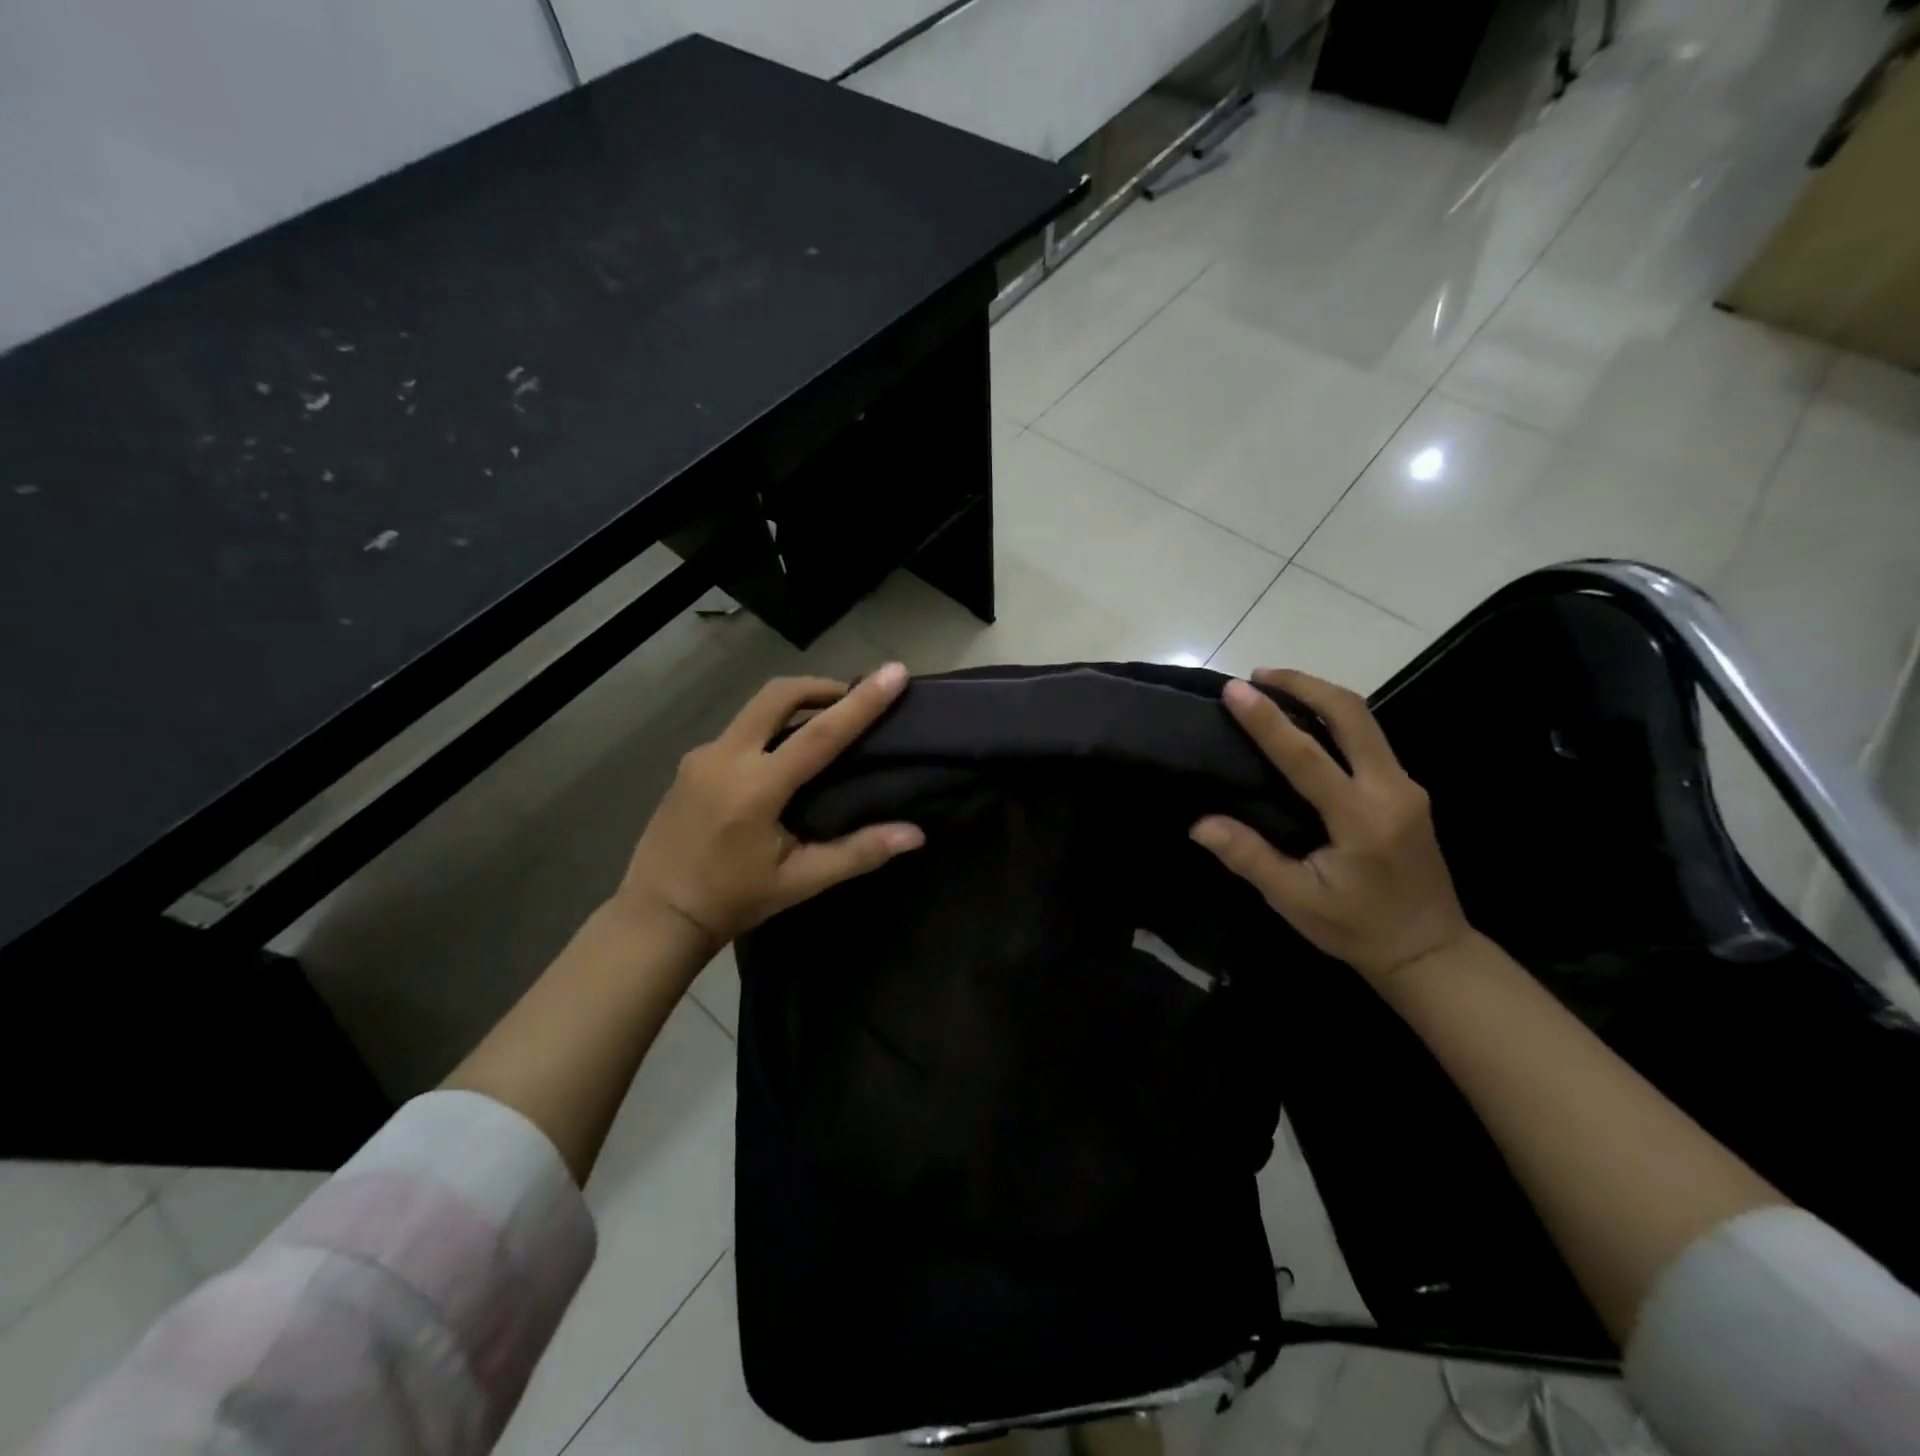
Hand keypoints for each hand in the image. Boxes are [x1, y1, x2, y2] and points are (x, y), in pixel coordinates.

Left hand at [617, 665, 923, 952]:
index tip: (894, 672)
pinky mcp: (690, 762)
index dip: (862, 701)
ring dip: (795, 705)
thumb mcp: (800, 882)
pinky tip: (782, 757)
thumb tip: (915, 834)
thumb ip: (858, 853)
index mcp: (756, 789)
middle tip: (853, 697)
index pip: (820, 733)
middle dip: (821, 686)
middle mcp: (725, 758)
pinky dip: (770, 728)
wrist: (657, 915)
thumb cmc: (733, 900)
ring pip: (755, 708)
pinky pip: (739, 730)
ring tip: (825, 724)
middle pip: (779, 695)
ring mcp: (701, 756)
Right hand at [1190, 669, 1472, 993]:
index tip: (1234, 690)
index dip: (1267, 720)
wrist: (1430, 950)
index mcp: (1361, 819)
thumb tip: (1200, 824)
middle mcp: (1391, 790)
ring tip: (1274, 687)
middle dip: (1304, 684)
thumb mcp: (1296, 901)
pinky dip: (1334, 716)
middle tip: (1258, 675)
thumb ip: (1250, 858)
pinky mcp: (1407, 789)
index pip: (1306, 756)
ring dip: (1319, 694)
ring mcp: (1406, 786)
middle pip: (1352, 713)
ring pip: (1365, 719)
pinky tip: (1305, 721)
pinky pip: (1369, 737)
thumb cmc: (1357, 929)